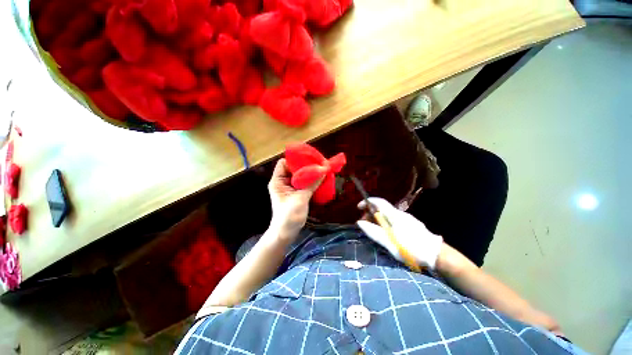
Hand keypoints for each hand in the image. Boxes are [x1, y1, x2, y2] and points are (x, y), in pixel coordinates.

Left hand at [267, 159, 324, 241]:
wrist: (286, 233)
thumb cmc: (289, 216)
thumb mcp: (301, 198)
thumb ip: (312, 184)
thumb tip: (323, 170)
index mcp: (278, 181)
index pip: (284, 163)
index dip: (295, 160)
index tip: (309, 160)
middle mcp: (282, 182)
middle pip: (293, 168)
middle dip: (305, 166)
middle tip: (318, 164)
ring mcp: (289, 188)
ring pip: (299, 176)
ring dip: (309, 173)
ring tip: (320, 170)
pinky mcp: (295, 193)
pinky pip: (303, 183)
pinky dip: (310, 181)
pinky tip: (319, 180)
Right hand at [357, 197, 442, 268]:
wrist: (437, 255)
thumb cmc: (411, 249)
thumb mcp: (389, 242)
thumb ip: (374, 232)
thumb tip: (359, 222)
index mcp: (394, 215)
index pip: (379, 202)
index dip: (367, 202)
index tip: (359, 207)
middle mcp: (400, 214)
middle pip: (382, 208)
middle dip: (371, 212)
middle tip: (364, 222)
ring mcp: (407, 219)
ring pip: (388, 214)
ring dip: (377, 218)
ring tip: (373, 228)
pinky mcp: (411, 224)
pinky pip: (393, 219)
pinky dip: (385, 221)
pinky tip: (385, 231)